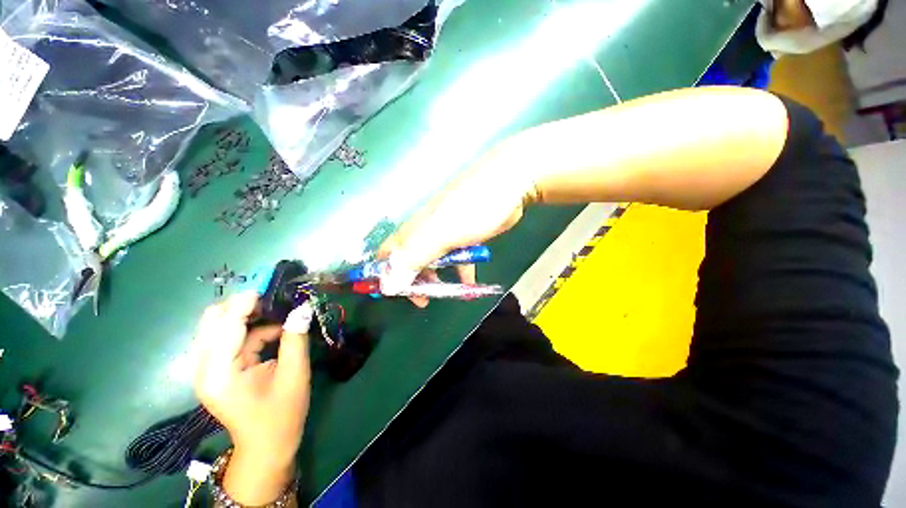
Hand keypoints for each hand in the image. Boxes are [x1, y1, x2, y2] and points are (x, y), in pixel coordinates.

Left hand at [193, 293, 312, 504]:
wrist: (266, 446)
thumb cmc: (282, 414)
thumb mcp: (294, 374)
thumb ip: (295, 338)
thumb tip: (303, 307)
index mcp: (219, 373)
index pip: (225, 325)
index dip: (247, 301)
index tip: (272, 285)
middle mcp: (204, 367)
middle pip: (213, 319)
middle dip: (243, 304)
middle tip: (276, 299)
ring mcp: (207, 368)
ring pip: (219, 325)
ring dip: (247, 314)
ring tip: (278, 311)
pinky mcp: (215, 368)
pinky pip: (228, 337)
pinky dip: (249, 328)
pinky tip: (273, 330)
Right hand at [378, 147, 535, 306]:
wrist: (509, 185)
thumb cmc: (472, 208)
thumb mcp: (440, 234)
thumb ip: (414, 258)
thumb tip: (387, 285)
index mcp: (413, 230)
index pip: (386, 253)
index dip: (384, 274)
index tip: (394, 295)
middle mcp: (425, 232)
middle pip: (410, 260)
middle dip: (413, 281)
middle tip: (423, 299)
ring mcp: (446, 234)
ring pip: (434, 261)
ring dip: (436, 279)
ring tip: (446, 294)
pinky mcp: (465, 237)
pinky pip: (457, 259)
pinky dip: (461, 273)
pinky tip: (469, 286)